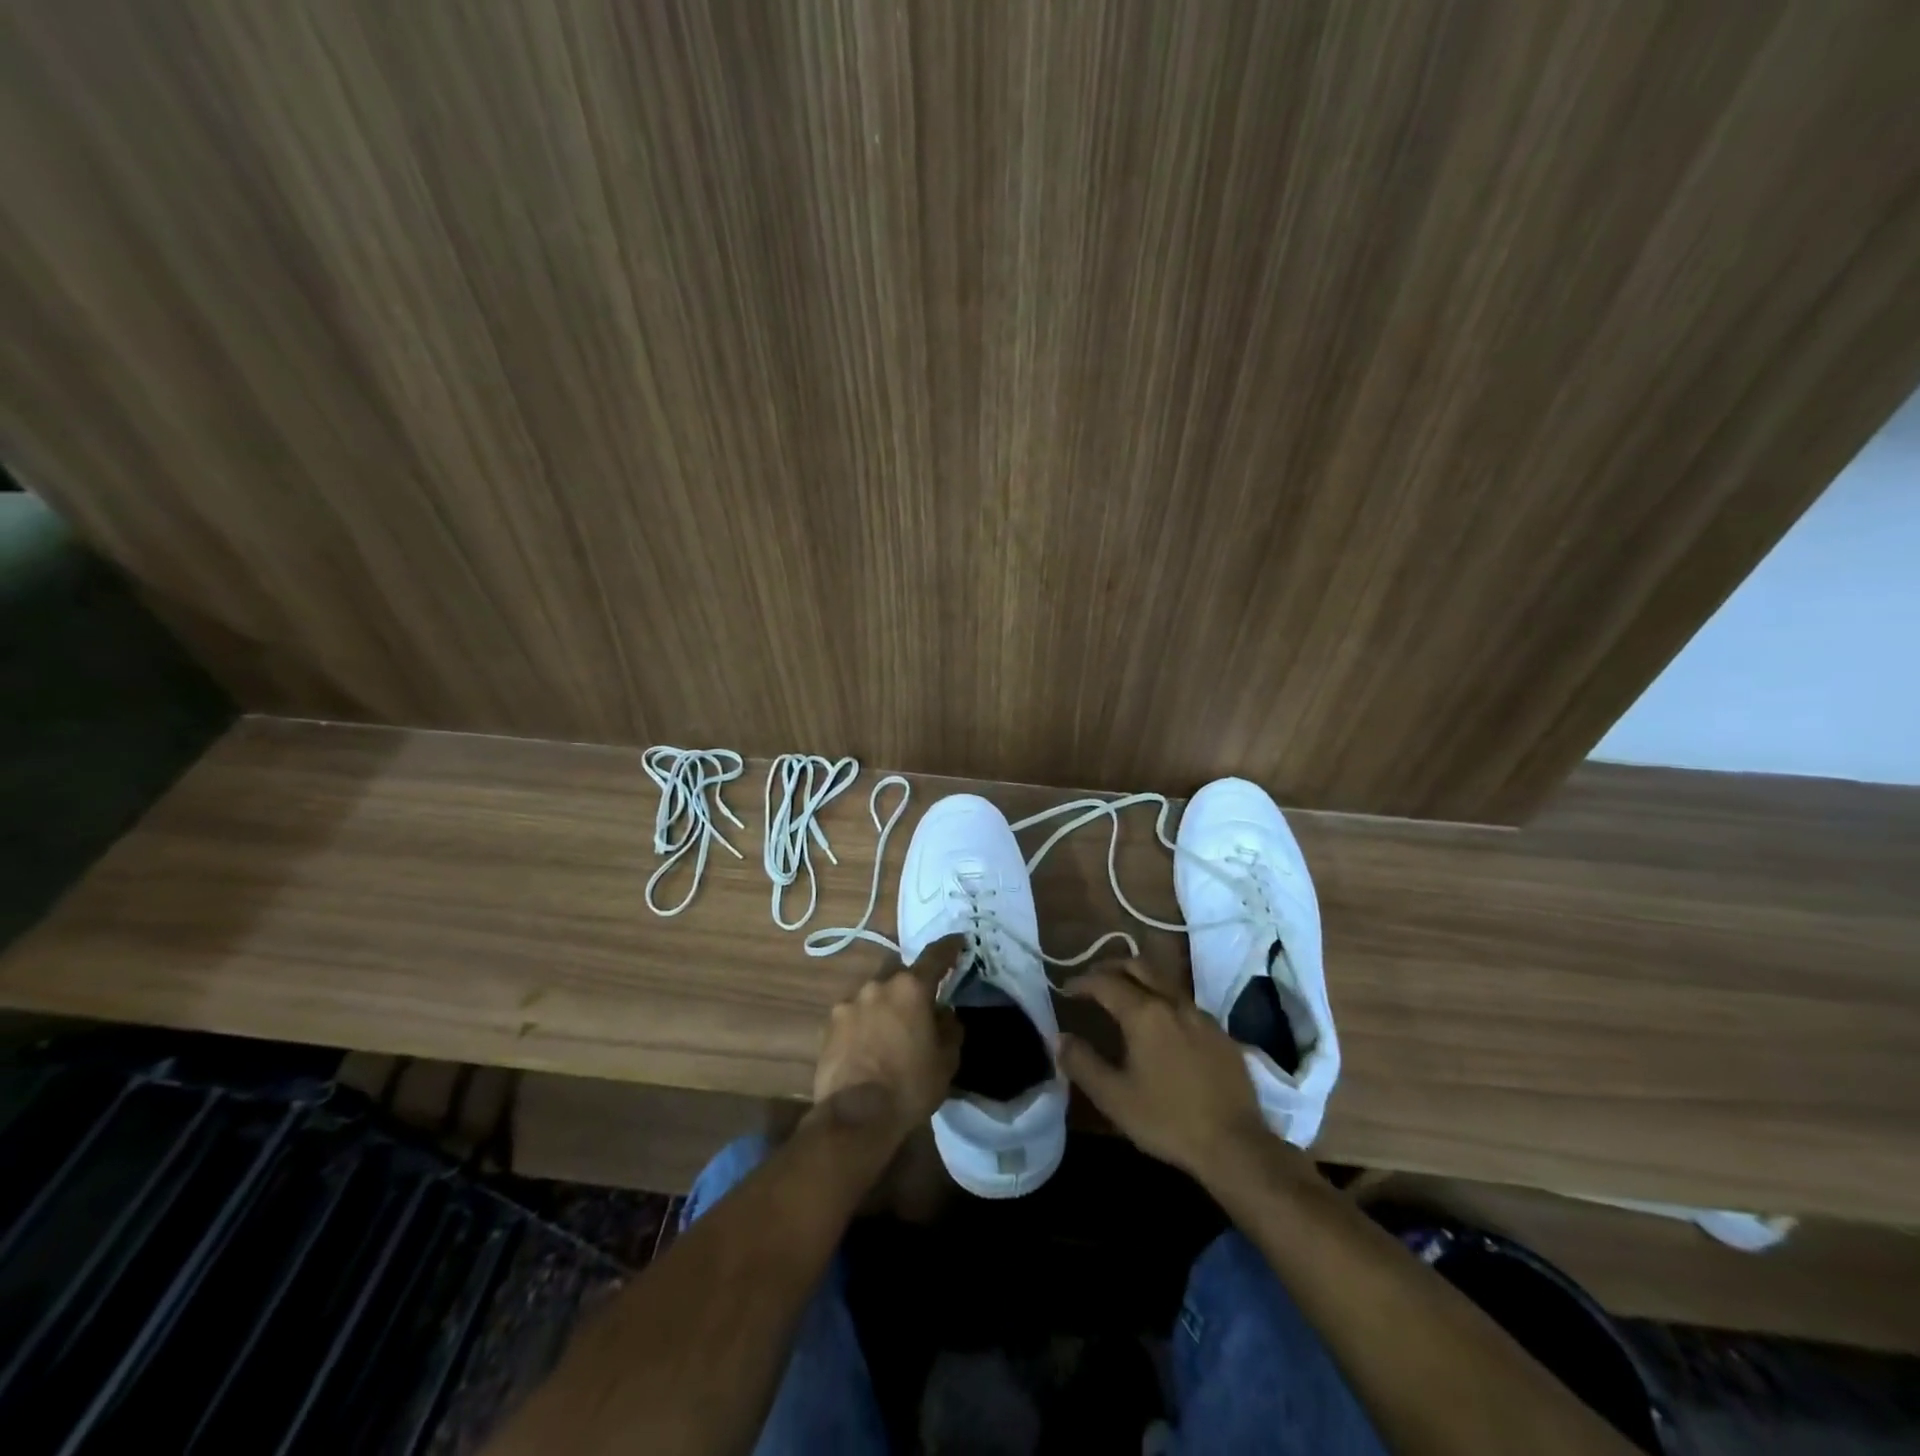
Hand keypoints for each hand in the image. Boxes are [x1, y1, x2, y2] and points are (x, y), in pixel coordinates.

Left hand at [810, 935, 963, 1147]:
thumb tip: (943, 1012)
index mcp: (911, 989)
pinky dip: (862, 1023)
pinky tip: (866, 1046)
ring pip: (873, 993)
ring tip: (888, 1032)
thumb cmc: (910, 1086)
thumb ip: (949, 1028)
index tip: (958, 941)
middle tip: (918, 1003)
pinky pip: (853, 1014)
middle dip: (909, 983)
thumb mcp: (946, 1061)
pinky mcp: (828, 1024)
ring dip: (883, 1005)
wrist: (854, 1116)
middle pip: (899, 972)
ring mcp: (849, 1003)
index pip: (934, 956)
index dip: (949, 947)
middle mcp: (878, 986)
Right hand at [1059, 958, 1271, 1184]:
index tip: (1066, 990)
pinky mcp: (1221, 1033)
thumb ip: (1082, 1063)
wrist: (1235, 1145)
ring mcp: (1201, 1015)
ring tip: (1124, 998)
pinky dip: (1163, 1001)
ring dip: (1139, 980)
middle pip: (1138, 966)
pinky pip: (1185, 1003)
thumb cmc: (1167, 1120)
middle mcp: (1173, 1002)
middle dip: (1111, 968)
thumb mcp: (1114, 1097)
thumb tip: (1060, 1037)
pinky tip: (1162, 1026)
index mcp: (1144, 1013)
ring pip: (1164, 981)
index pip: (1105, 982)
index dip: (1081, 982)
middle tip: (1093, 981)